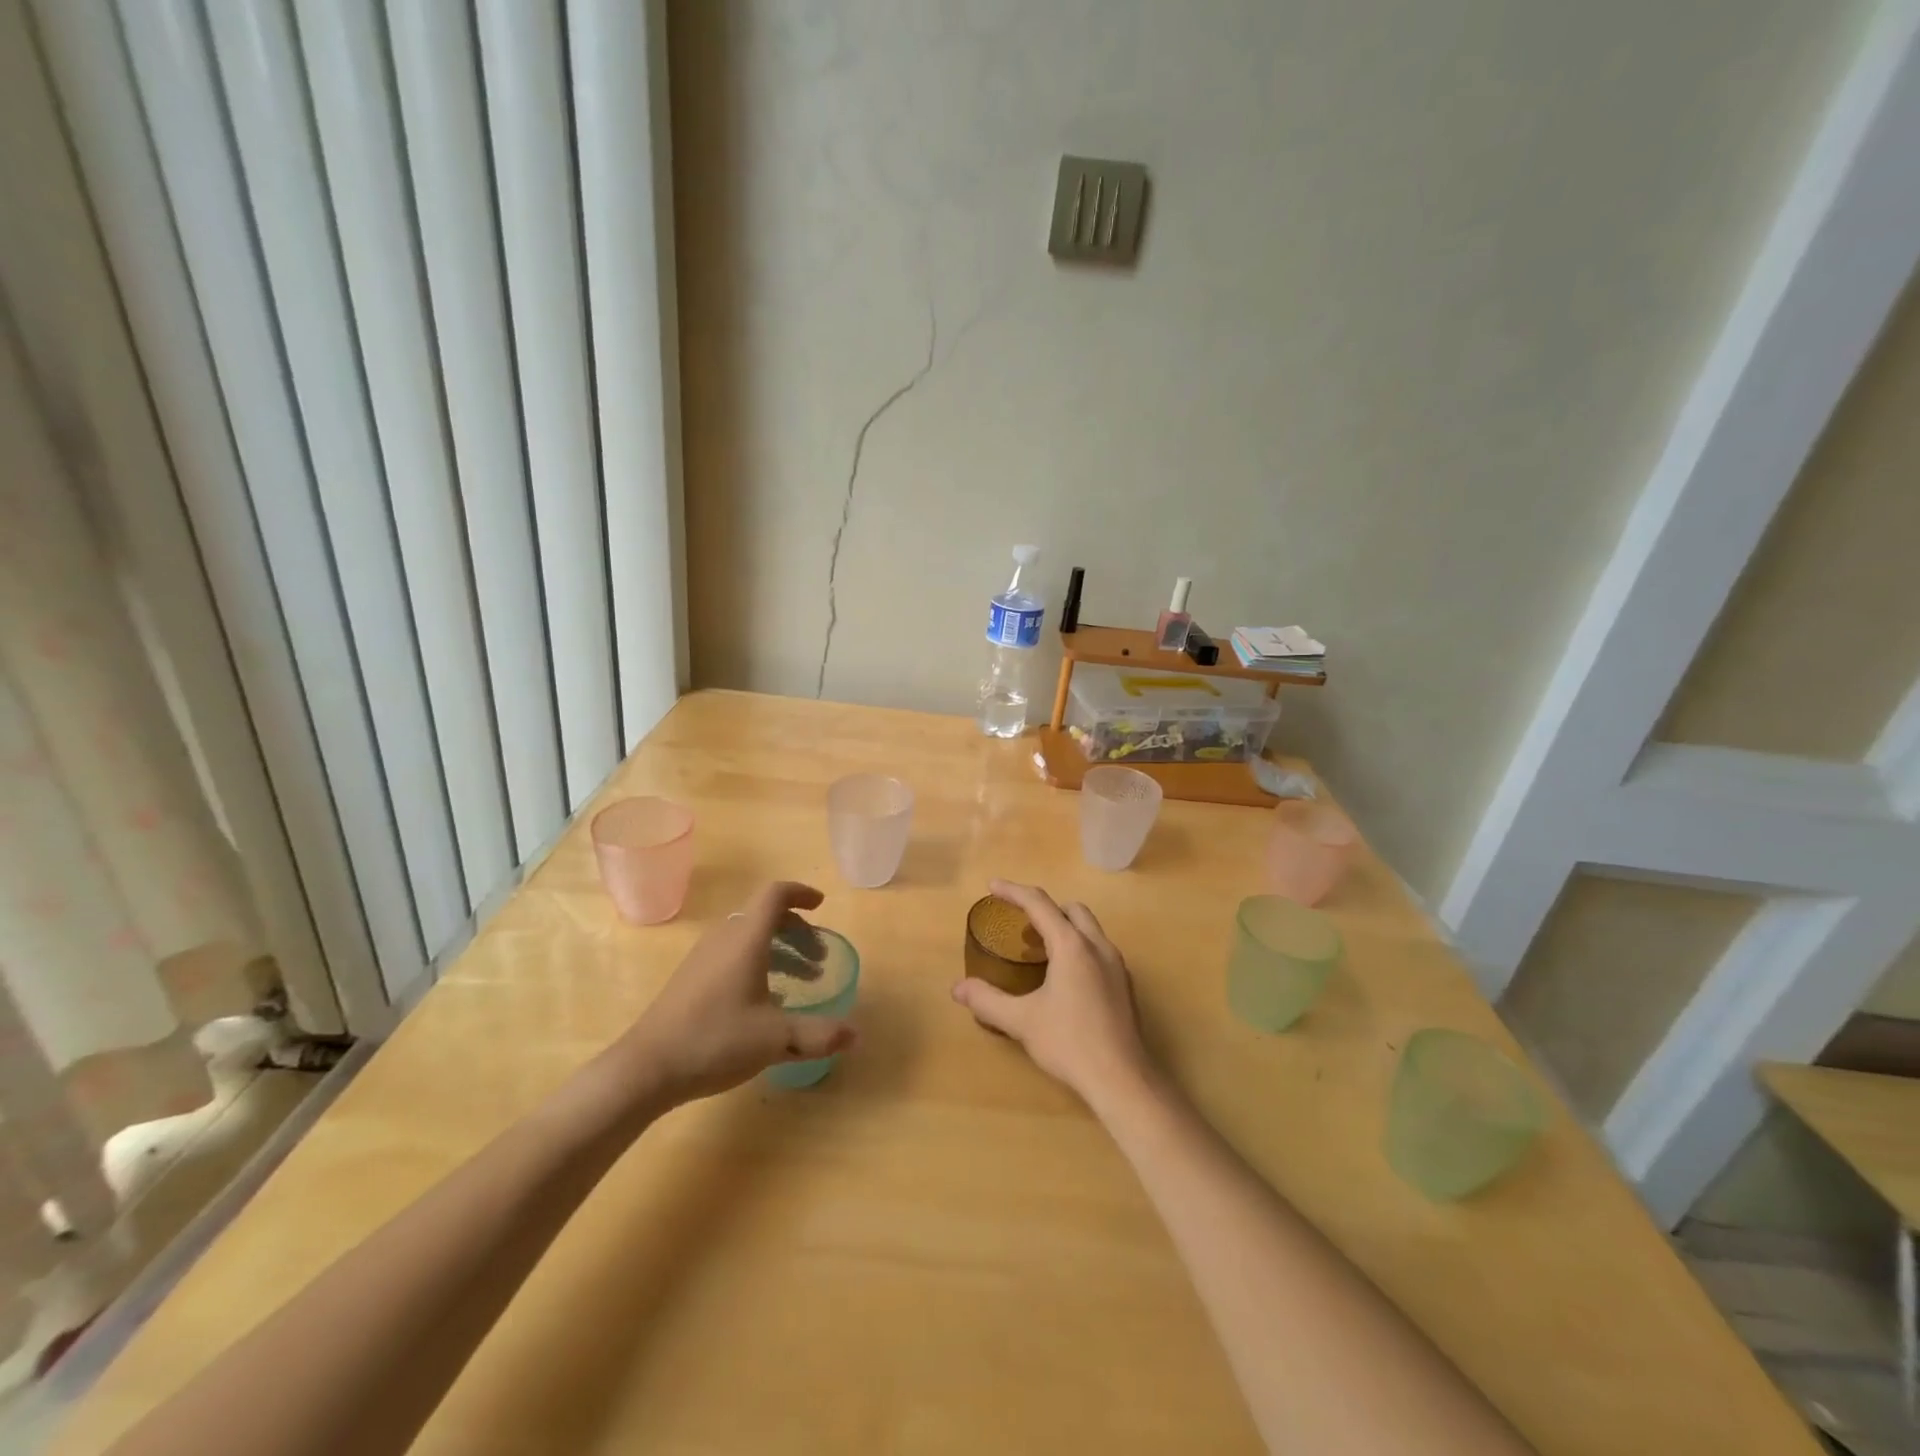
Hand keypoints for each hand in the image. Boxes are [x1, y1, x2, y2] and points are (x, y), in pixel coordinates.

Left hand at [620, 882, 856, 1105]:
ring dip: (779, 951)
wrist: (646, 1068)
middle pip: (765, 917)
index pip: (775, 895)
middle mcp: (725, 939)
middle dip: (798, 932)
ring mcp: (703, 959)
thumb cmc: (715, 1040)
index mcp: (746, 939)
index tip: (821, 905)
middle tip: (818, 961)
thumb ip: (817, 1034)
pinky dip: (758, 964)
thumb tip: (855, 1034)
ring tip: (801, 982)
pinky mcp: (690, 979)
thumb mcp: (775, 1039)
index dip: (801, 893)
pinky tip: (765, 1002)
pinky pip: (733, 955)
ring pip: (749, 938)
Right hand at [950, 880, 1153, 1107]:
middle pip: (1071, 910)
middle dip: (1045, 910)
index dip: (1014, 892)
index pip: (1040, 904)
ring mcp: (1116, 965)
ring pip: (1089, 930)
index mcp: (1072, 946)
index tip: (993, 886)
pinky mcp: (1125, 985)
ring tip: (1040, 952)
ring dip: (1064, 929)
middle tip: (1021, 927)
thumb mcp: (1021, 1021)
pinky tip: (1065, 980)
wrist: (1122, 1079)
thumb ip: (987, 1001)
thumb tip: (958, 988)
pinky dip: (1079, 949)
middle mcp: (1098, 946)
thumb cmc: (1069, 1043)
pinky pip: (1099, 950)